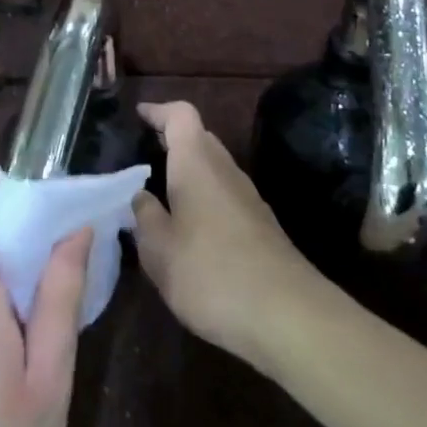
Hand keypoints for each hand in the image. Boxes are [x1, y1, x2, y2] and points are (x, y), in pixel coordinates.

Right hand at [131, 101, 324, 368]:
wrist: (288, 315)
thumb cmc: (211, 273)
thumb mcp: (159, 250)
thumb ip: (145, 217)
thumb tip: (141, 196)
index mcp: (196, 163)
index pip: (180, 115)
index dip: (158, 111)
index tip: (138, 115)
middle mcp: (225, 170)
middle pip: (200, 138)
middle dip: (172, 140)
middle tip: (143, 154)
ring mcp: (248, 197)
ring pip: (214, 168)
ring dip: (188, 171)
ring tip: (160, 193)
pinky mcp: (261, 225)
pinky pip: (224, 194)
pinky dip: (204, 197)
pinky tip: (190, 228)